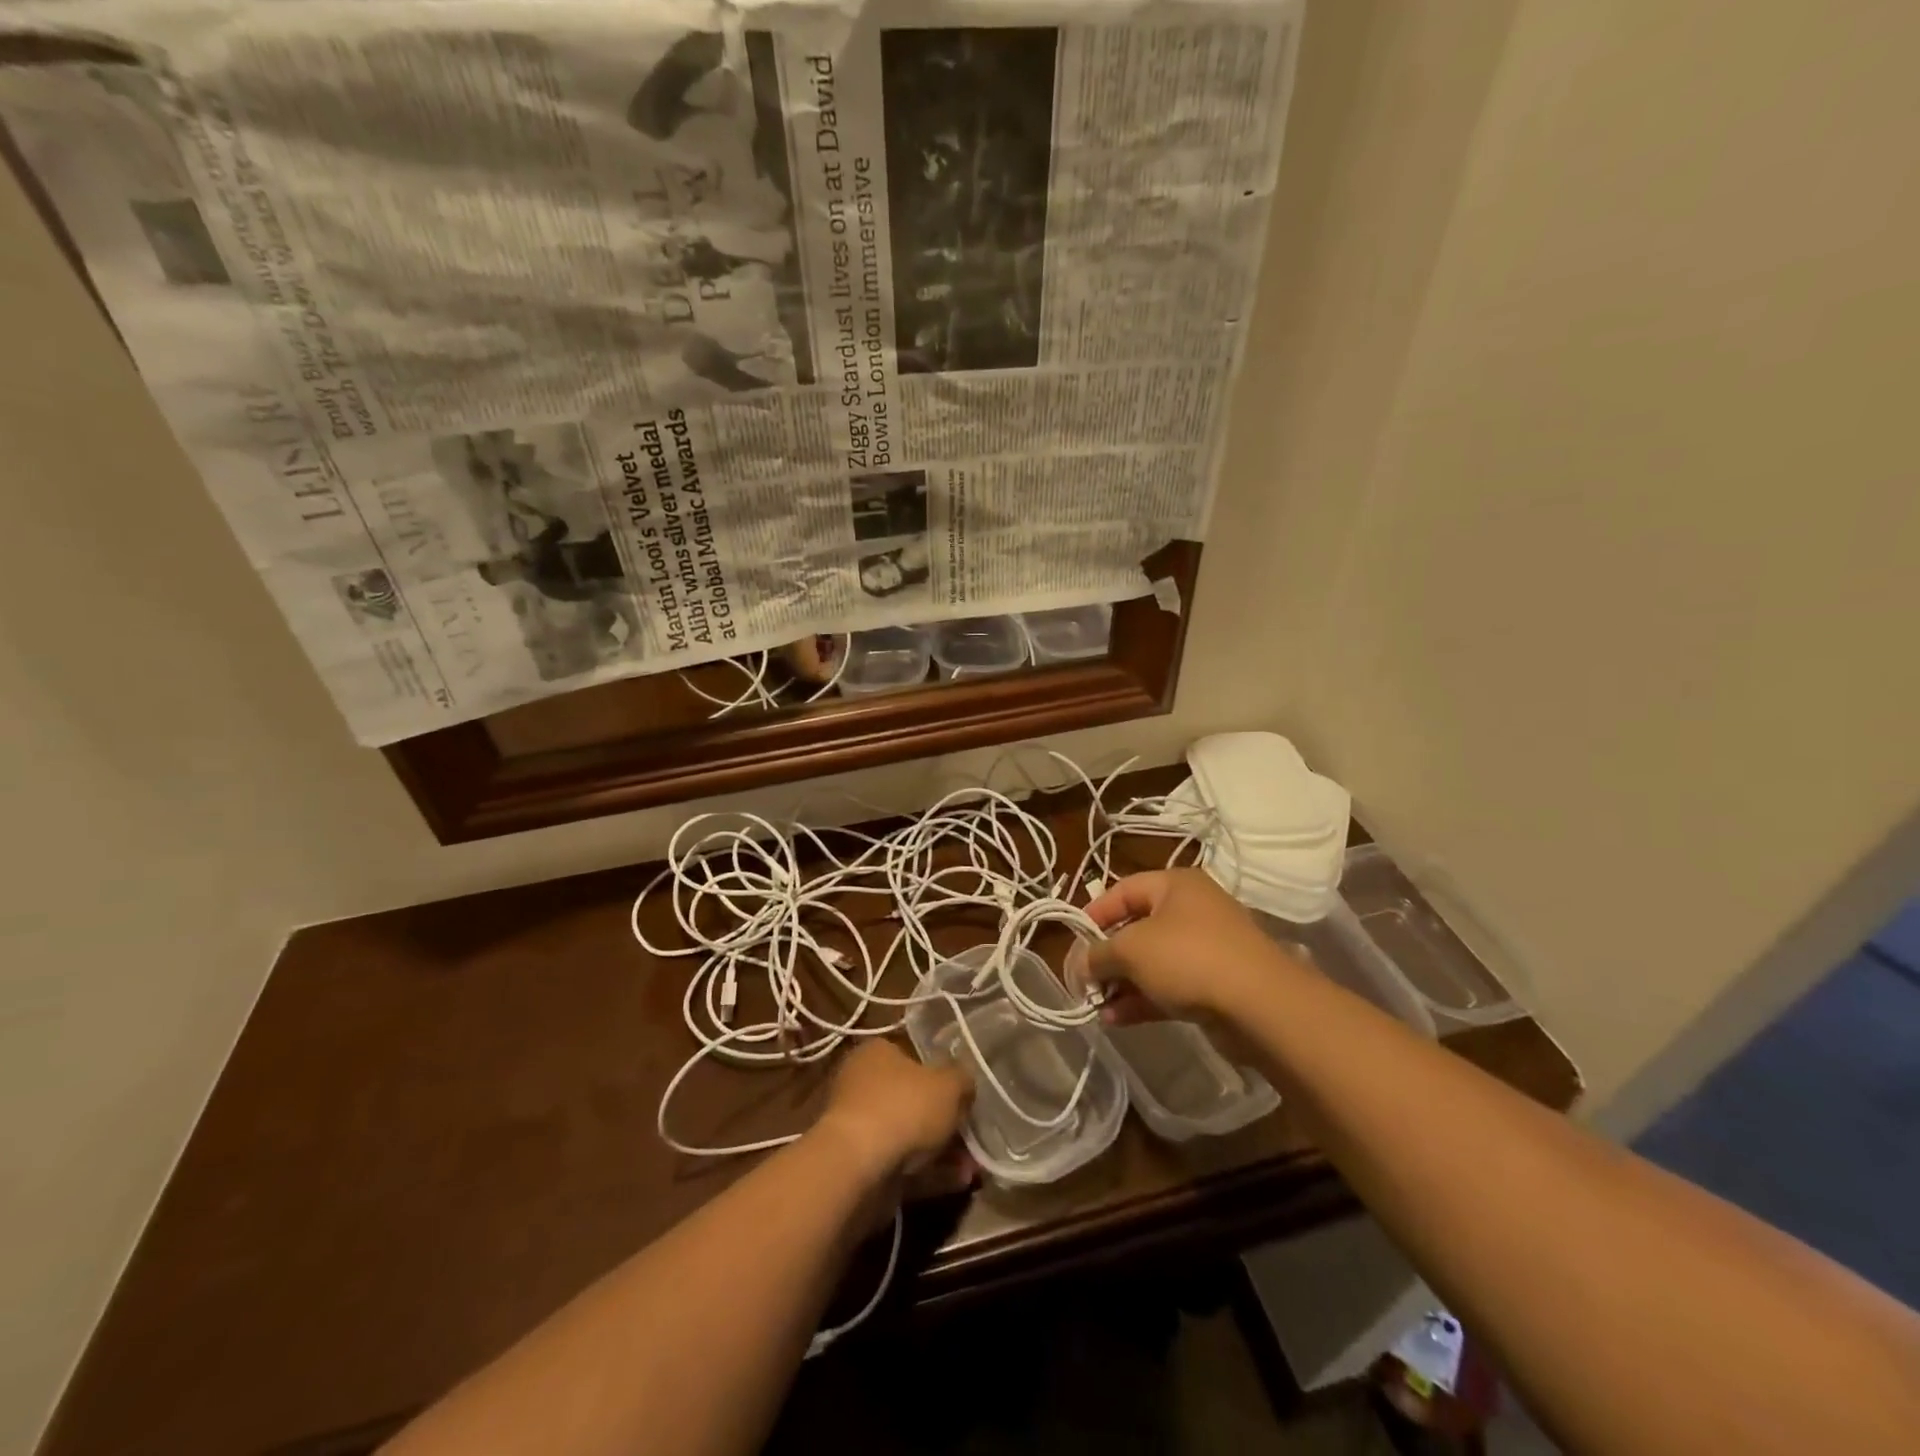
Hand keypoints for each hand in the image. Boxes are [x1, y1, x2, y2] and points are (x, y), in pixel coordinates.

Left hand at [814, 1039, 972, 1185]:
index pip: (912, 1056)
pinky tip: (962, 1182)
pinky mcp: (862, 1167)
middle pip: (912, 1099)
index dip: (941, 1075)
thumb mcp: (948, 1084)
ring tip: (975, 1166)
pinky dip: (932, 1174)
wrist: (857, 1168)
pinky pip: (905, 1166)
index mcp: (876, 1053)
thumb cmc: (903, 1108)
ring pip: (910, 1136)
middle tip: (972, 1133)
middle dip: (945, 1119)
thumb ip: (962, 1079)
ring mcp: (861, 1128)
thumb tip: (965, 1082)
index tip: (964, 1094)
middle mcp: (863, 1085)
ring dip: (943, 1151)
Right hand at [1076, 868, 1299, 1024]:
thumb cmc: (1189, 957)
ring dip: (1122, 983)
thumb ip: (1099, 954)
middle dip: (1107, 955)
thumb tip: (1081, 965)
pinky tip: (1116, 1020)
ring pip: (1153, 962)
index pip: (1123, 890)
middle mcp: (1192, 910)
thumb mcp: (1132, 949)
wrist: (1260, 1005)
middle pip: (1137, 927)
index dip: (1094, 913)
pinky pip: (1169, 986)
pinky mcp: (1214, 984)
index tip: (1073, 939)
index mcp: (1175, 885)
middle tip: (1084, 979)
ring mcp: (1206, 948)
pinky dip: (1143, 1000)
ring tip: (1096, 1006)